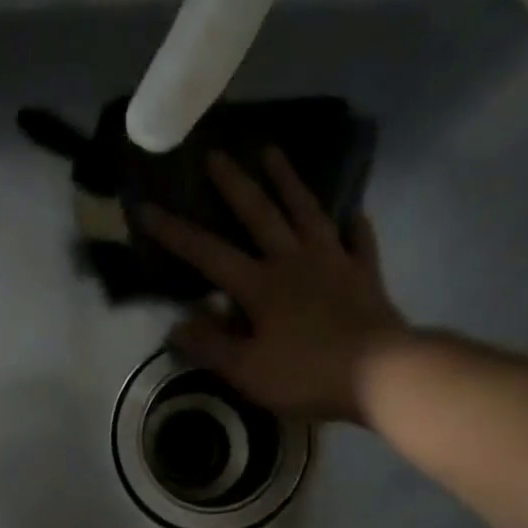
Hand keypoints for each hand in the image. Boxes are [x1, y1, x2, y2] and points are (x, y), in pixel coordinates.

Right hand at [139, 148, 410, 422]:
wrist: (381, 374)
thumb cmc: (307, 374)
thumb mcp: (248, 371)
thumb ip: (210, 347)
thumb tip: (176, 326)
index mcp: (260, 286)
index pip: (208, 254)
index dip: (175, 232)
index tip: (146, 207)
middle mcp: (294, 262)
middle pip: (260, 215)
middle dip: (234, 184)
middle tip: (216, 153)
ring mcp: (334, 263)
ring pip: (307, 213)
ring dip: (288, 182)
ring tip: (273, 153)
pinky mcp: (365, 275)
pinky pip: (358, 241)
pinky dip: (354, 224)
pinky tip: (352, 213)